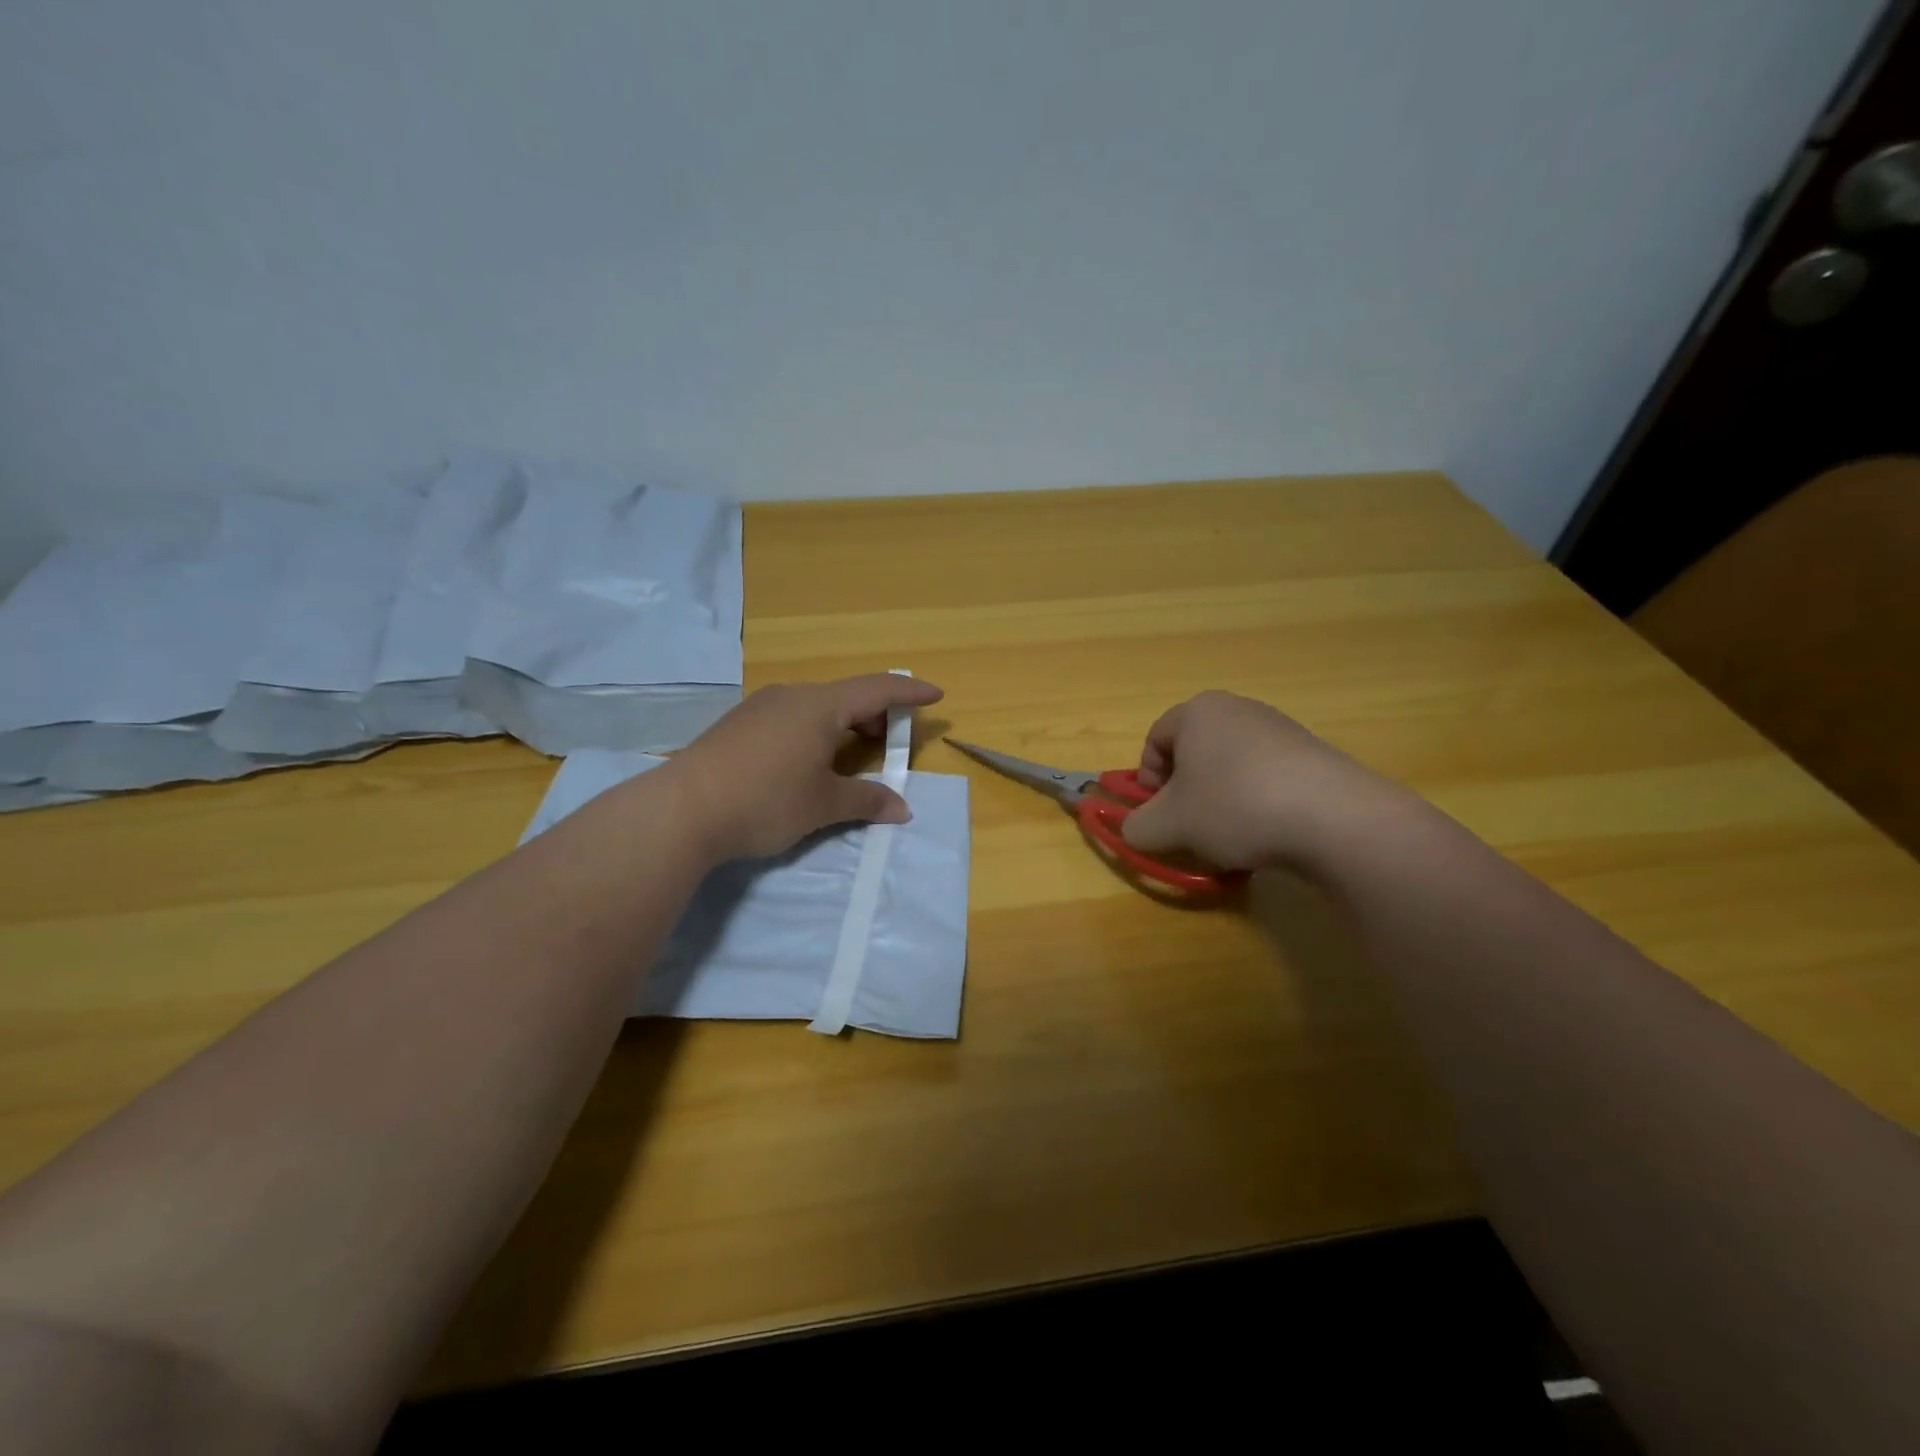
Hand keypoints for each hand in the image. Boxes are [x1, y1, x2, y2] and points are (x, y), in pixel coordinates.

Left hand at [663, 674, 943, 863]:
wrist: (682, 811)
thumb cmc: (765, 800)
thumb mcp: (823, 805)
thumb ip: (867, 801)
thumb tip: (902, 808)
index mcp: (820, 705)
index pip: (877, 689)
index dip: (910, 692)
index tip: (935, 695)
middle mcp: (791, 696)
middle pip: (847, 695)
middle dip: (876, 713)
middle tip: (891, 740)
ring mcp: (760, 707)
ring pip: (817, 705)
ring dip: (844, 722)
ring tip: (853, 751)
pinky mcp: (739, 724)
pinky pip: (792, 716)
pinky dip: (816, 729)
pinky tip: (809, 758)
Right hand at [1120, 690, 1409, 872]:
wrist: (1332, 817)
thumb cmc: (1233, 807)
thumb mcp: (1168, 825)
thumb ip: (1138, 827)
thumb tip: (1135, 829)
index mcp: (1197, 712)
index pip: (1154, 740)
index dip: (1146, 780)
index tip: (1157, 813)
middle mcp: (1238, 708)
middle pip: (1194, 751)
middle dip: (1185, 792)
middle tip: (1190, 827)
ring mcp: (1280, 728)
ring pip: (1231, 766)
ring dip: (1221, 799)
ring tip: (1231, 836)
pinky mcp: (1313, 753)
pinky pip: (1267, 776)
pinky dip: (1257, 802)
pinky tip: (1268, 833)